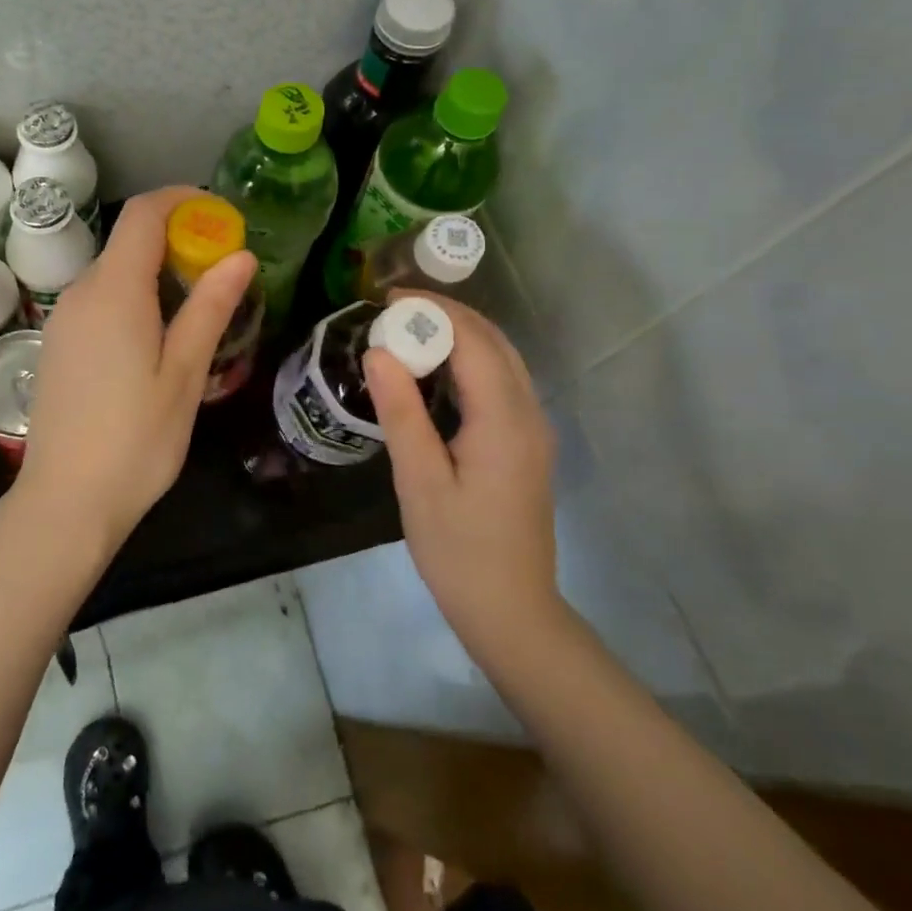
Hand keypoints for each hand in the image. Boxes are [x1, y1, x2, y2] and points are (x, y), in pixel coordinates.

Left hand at [14, 186, 256, 557]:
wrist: (65, 500)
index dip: (183, 200)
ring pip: (114, 272)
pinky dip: (133, 296)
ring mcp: (63, 319)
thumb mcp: (184, 374)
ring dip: (157, 271)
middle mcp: (80, 293)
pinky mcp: (57, 344)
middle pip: (129, 241)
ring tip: (200, 308)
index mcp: (114, 291)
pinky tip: (157, 337)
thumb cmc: (136, 441)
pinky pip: (99, 300)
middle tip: (223, 271)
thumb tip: (240, 254)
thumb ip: (210, 308)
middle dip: (178, 239)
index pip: (144, 214)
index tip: (222, 215)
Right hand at [363, 294, 563, 651]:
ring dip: (460, 336)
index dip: (434, 312)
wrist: (511, 610)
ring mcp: (533, 430)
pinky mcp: (526, 444)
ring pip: (503, 360)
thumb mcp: (420, 482)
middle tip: (393, 311)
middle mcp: (529, 414)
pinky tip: (436, 371)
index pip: (474, 342)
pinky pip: (502, 382)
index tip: (387, 300)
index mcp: (505, 421)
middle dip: (447, 316)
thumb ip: (401, 413)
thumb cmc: (459, 550)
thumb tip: (378, 352)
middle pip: (495, 343)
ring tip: (409, 331)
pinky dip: (470, 361)